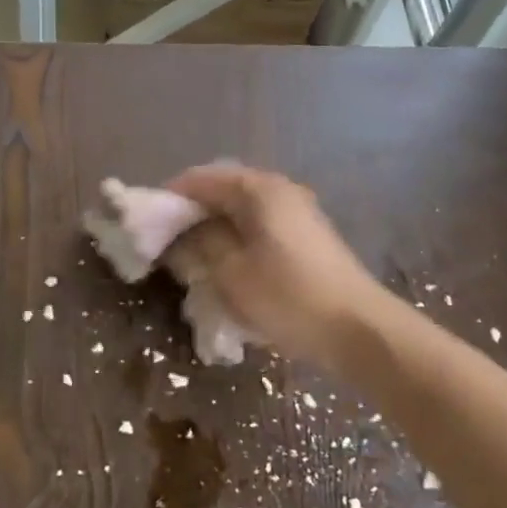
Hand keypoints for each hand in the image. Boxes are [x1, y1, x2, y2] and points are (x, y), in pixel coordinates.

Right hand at [166, 162, 392, 372]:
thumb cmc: (289, 297)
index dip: (171, 196)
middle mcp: (280, 190)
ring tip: (195, 255)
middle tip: (168, 240)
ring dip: (216, 226)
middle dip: (193, 212)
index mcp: (259, 189)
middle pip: (225, 189)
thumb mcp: (232, 273)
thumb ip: (201, 244)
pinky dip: (239, 237)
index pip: (202, 179)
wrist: (358, 328)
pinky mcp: (308, 236)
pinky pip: (261, 225)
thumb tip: (185, 230)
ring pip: (243, 209)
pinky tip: (229, 264)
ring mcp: (298, 211)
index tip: (148, 221)